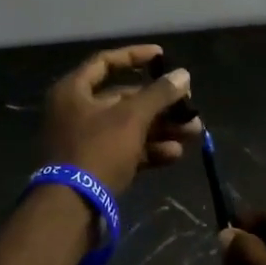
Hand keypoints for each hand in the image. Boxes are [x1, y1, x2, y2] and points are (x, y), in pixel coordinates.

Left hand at [42, 45, 202, 194]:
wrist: (72, 208)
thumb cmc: (98, 150)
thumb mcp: (131, 117)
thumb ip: (158, 94)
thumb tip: (183, 75)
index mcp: (73, 91)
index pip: (105, 62)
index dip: (134, 56)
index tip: (162, 56)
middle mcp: (76, 112)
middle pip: (123, 99)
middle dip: (160, 103)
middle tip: (189, 106)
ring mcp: (85, 141)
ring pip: (129, 127)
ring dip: (161, 128)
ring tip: (194, 132)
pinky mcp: (95, 167)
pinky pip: (126, 150)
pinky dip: (149, 150)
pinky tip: (176, 154)